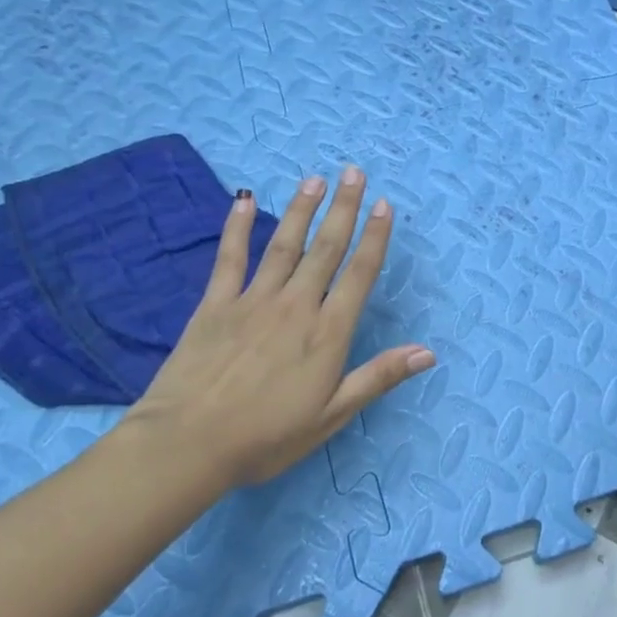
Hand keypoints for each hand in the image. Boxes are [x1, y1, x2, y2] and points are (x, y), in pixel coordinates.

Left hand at [121, 166, 434, 494]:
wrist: (189, 443)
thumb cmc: (267, 436)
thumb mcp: (332, 415)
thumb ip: (378, 377)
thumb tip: (428, 352)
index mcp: (327, 332)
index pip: (359, 274)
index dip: (375, 238)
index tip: (385, 206)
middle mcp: (296, 305)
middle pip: (325, 248)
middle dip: (343, 209)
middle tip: (354, 173)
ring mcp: (253, 300)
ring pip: (284, 245)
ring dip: (301, 210)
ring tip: (315, 180)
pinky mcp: (215, 304)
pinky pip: (230, 258)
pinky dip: (237, 228)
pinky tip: (243, 200)